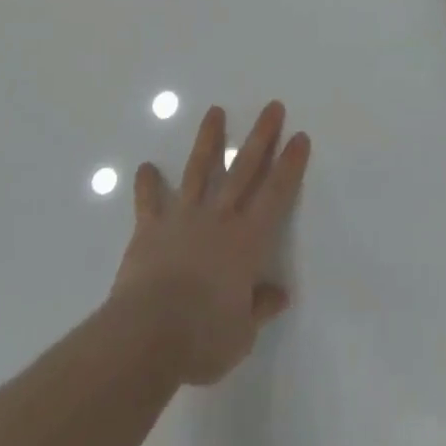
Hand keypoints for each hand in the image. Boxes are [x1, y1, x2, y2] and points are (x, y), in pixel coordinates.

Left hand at [113, 100, 310, 386]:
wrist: (147, 335)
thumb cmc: (202, 338)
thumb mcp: (241, 335)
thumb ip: (258, 309)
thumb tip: (279, 294)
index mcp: (247, 241)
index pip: (276, 194)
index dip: (290, 165)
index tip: (299, 137)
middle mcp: (219, 218)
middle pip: (244, 169)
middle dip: (261, 136)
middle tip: (273, 106)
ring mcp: (183, 218)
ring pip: (199, 170)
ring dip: (209, 140)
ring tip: (215, 111)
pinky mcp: (150, 229)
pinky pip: (149, 202)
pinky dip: (147, 184)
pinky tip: (145, 167)